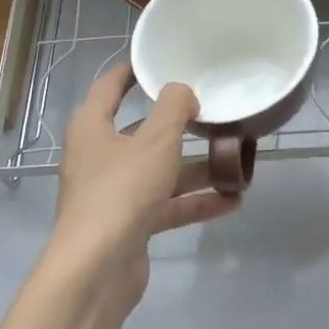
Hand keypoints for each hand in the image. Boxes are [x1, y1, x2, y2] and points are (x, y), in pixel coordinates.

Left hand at [51, 62, 239, 300]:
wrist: (97, 268)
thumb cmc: (121, 191)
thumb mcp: (156, 140)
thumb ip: (174, 108)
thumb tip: (183, 92)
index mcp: (92, 128)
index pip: (109, 87)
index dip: (133, 71)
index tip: (160, 60)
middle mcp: (99, 157)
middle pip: (142, 132)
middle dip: (180, 127)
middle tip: (214, 113)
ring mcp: (114, 193)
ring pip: (160, 172)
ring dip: (196, 169)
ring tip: (235, 162)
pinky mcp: (130, 224)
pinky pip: (167, 206)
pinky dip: (194, 203)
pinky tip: (231, 202)